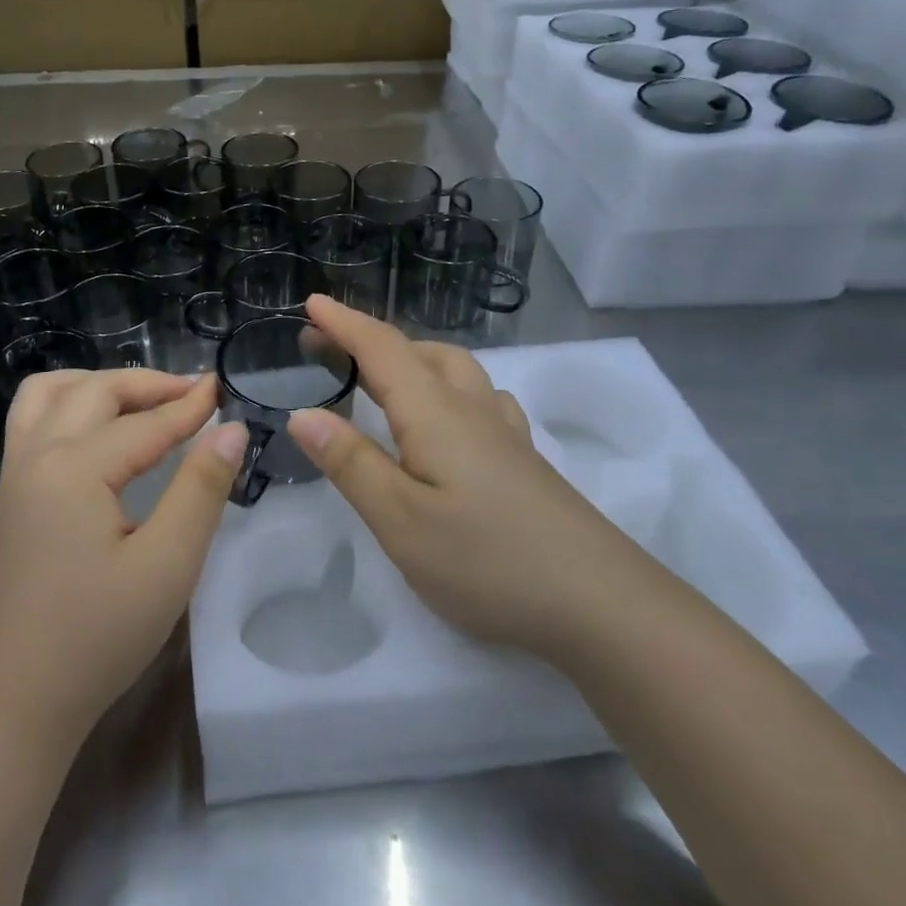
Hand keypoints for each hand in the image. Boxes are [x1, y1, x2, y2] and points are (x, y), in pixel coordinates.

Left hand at [0, 369, 244, 742]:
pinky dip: (68, 404)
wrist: (18, 698)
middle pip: (94, 392)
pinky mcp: (9, 495)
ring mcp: (15, 473)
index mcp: (74, 469)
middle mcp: (36, 455)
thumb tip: (232, 430)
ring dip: (98, 384)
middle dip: (147, 385)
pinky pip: (31, 420)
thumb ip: (201, 490)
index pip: (144, 424)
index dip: (189, 407)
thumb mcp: (167, 565)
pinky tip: (97, 430)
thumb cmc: (98, 636)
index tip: (223, 388)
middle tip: (193, 393)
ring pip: (50, 394)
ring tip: (141, 399)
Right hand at [288, 296, 639, 654]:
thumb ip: (351, 463)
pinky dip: (449, 387)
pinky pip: (480, 397)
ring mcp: (505, 433)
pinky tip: (451, 417)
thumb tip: (303, 414)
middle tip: (328, 349)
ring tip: (383, 376)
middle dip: (369, 340)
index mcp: (434, 413)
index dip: (344, 323)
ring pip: (455, 370)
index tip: (310, 301)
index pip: (382, 349)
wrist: (602, 603)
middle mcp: (471, 409)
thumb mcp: (400, 519)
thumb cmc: (487, 560)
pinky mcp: (524, 460)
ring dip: (413, 357)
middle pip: (419, 352)